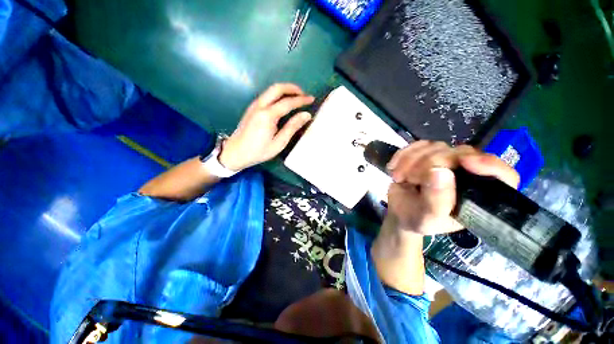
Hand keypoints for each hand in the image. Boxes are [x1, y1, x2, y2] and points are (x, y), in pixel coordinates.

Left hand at [219, 83, 314, 170]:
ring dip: (285, 90)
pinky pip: (267, 95)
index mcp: (267, 115)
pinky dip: (278, 94)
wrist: (235, 152)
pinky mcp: (252, 108)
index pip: (288, 102)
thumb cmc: (258, 151)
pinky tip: (284, 102)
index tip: (312, 99)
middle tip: (304, 94)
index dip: (301, 100)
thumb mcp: (279, 143)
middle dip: (293, 88)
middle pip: (277, 88)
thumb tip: (306, 115)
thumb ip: (292, 127)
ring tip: (296, 97)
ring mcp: (254, 105)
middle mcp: (260, 106)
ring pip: (271, 90)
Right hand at [386, 140, 519, 235]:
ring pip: (436, 146)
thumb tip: (440, 171)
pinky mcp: (427, 155)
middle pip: (460, 153)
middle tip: (409, 180)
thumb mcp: (427, 218)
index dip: (489, 165)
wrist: (399, 212)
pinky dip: (403, 154)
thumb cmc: (417, 220)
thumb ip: (437, 200)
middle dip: (428, 165)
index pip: (503, 175)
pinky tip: (393, 167)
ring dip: (410, 161)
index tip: (465, 162)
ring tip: (399, 177)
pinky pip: (418, 145)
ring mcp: (446, 161)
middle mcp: (467, 175)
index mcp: (478, 195)